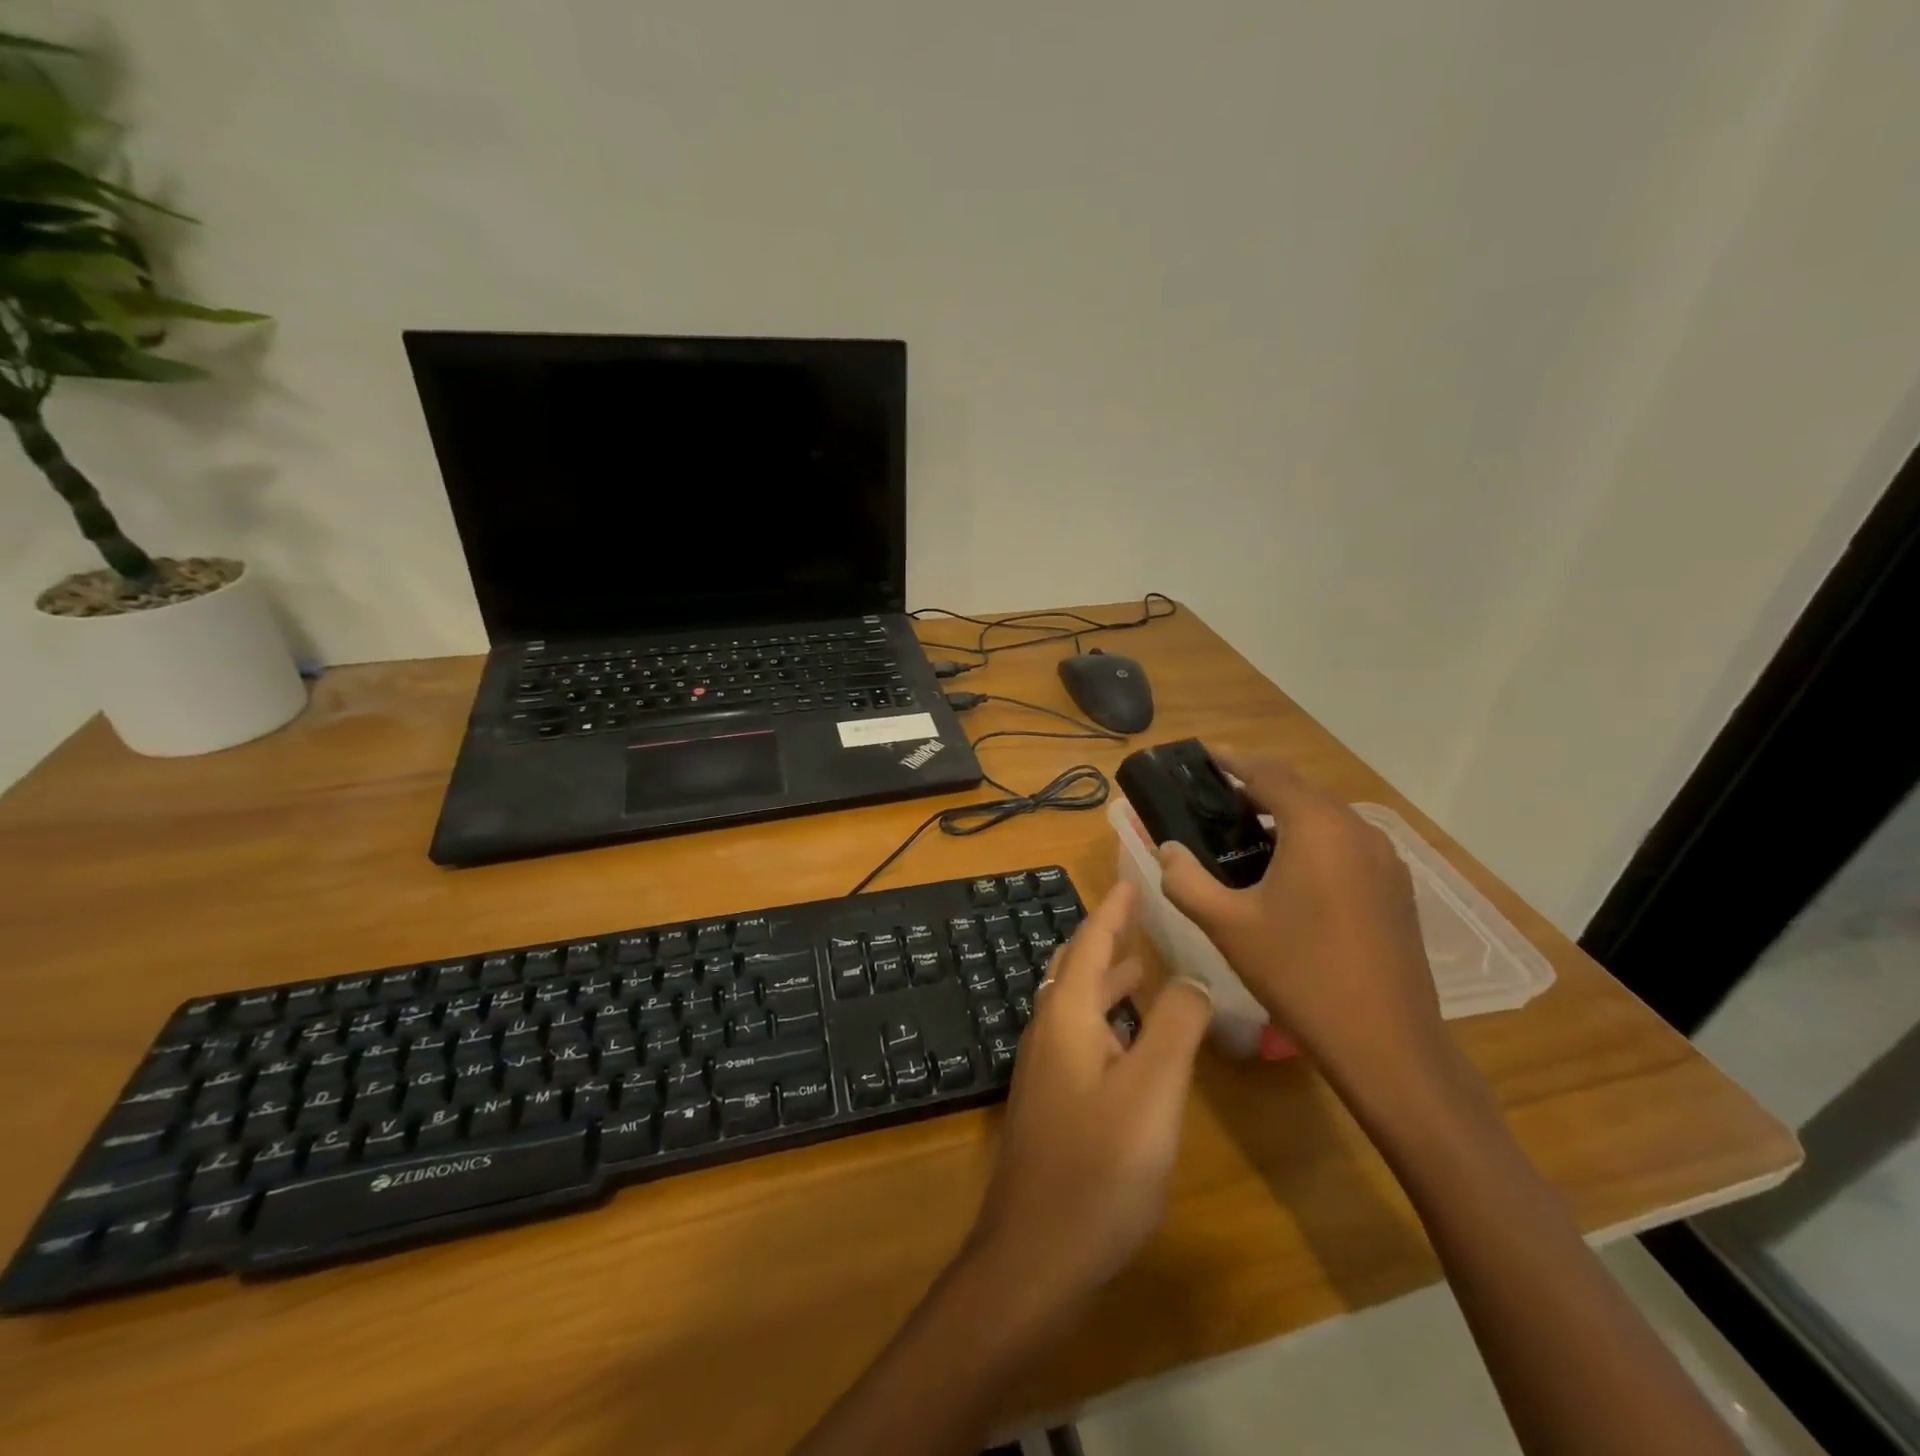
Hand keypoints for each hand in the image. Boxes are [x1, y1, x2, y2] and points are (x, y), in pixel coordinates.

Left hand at [965, 880, 1212, 1315]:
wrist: (1035, 1255)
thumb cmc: (1098, 1168)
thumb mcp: (1151, 1092)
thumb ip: (1175, 1028)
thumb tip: (1193, 977)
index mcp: (1066, 1016)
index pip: (1091, 944)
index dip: (1113, 910)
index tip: (1132, 878)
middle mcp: (1049, 1031)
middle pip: (1078, 969)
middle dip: (1109, 939)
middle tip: (1142, 917)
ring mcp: (1046, 1069)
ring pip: (1079, 1004)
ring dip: (1109, 980)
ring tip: (1146, 965)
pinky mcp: (1053, 1102)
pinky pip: (1082, 1037)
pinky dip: (1109, 1018)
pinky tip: (1133, 1039)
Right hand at [1155, 751, 1445, 1102]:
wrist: (1387, 1043)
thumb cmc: (1299, 974)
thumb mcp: (1227, 926)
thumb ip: (1185, 880)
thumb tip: (1166, 849)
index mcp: (1316, 827)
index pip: (1267, 773)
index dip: (1232, 760)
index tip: (1202, 756)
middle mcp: (1356, 829)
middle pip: (1300, 788)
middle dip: (1257, 784)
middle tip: (1214, 795)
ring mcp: (1384, 858)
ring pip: (1326, 815)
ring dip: (1286, 812)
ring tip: (1245, 829)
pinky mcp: (1396, 887)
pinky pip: (1346, 842)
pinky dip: (1312, 838)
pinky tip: (1289, 869)